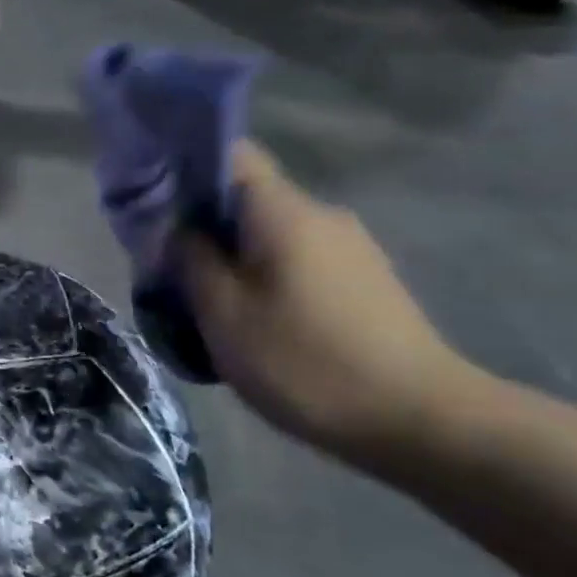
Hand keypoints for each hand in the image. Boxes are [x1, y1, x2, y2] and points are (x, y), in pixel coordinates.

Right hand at [180, 143, 474, 458]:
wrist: (421, 422)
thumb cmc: (305, 362)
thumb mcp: (224, 315)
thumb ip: (192, 260)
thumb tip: (179, 230)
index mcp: (283, 212)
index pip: (231, 155)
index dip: (186, 170)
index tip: (155, 207)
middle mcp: (321, 215)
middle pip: (246, 199)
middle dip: (203, 228)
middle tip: (171, 272)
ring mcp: (350, 247)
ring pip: (270, 234)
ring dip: (234, 258)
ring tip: (209, 306)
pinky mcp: (365, 280)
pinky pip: (298, 259)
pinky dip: (266, 277)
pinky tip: (257, 323)